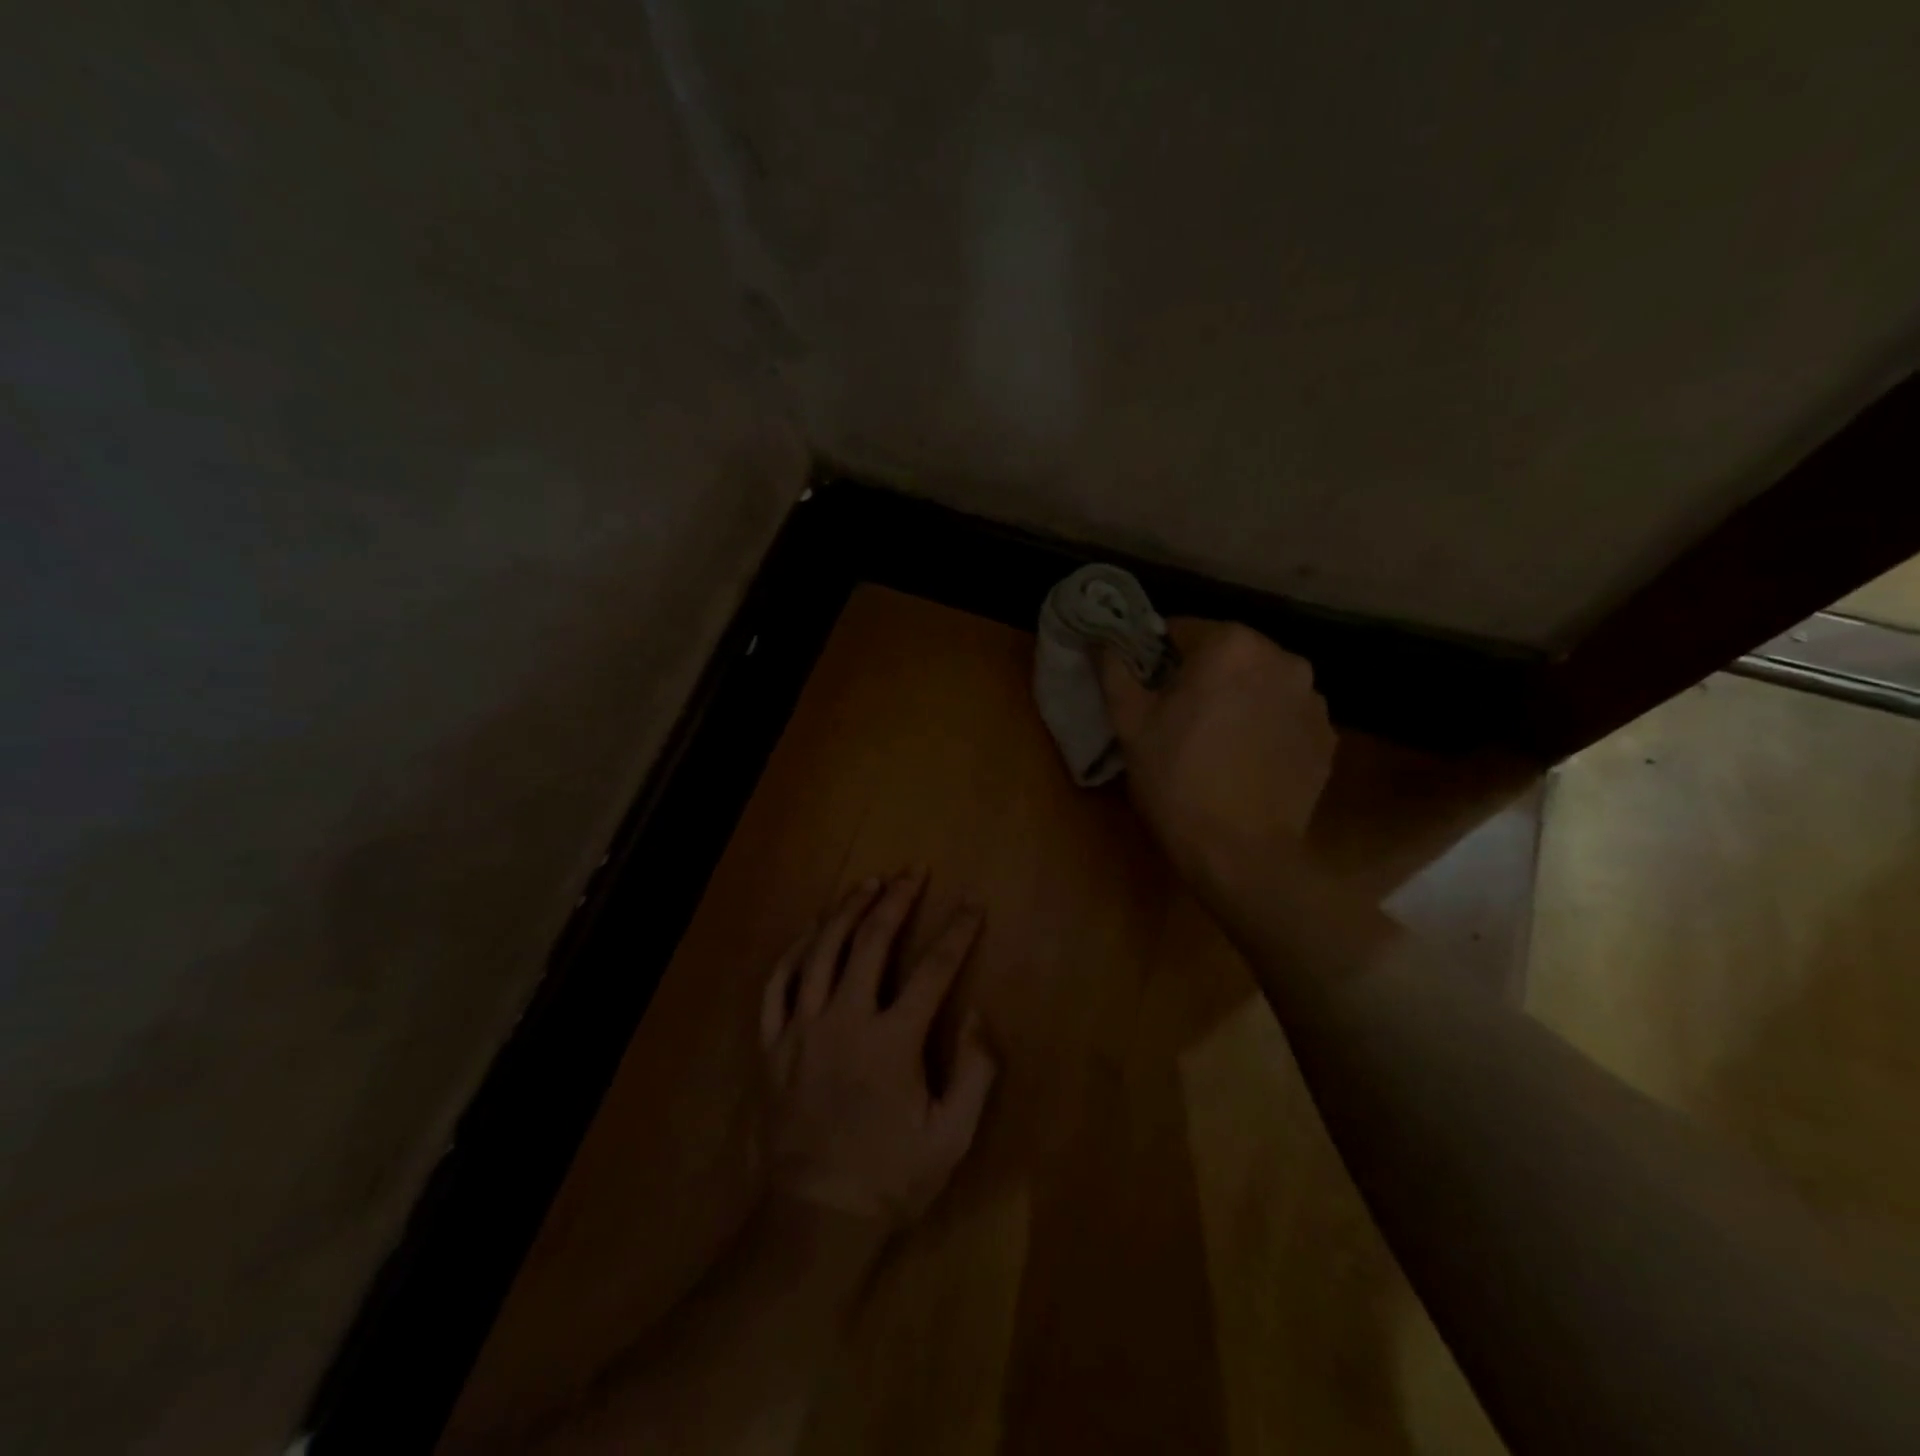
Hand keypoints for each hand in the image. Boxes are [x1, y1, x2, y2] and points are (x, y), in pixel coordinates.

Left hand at [759, 869, 998, 1228]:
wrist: (815, 1218)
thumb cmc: (891, 1177)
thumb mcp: (952, 1137)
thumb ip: (976, 1073)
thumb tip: (981, 1016)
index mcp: (893, 1041)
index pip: (934, 971)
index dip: (957, 933)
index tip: (972, 905)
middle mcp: (846, 1021)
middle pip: (871, 943)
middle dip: (896, 901)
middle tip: (911, 873)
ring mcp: (802, 1029)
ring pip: (822, 951)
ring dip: (846, 911)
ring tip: (867, 884)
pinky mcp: (772, 1044)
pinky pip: (778, 983)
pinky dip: (795, 950)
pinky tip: (811, 929)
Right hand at [1098, 619, 1335, 890]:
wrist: (1241, 852)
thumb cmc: (1176, 780)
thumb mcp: (1130, 724)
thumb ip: (1115, 670)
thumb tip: (1101, 639)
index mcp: (1231, 646)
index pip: (1183, 630)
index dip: (1158, 657)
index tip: (1148, 689)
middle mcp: (1282, 659)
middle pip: (1227, 653)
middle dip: (1202, 675)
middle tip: (1178, 716)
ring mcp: (1312, 698)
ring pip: (1259, 682)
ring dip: (1238, 697)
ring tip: (1216, 740)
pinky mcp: (1327, 735)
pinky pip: (1285, 713)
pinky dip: (1266, 724)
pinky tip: (1247, 758)